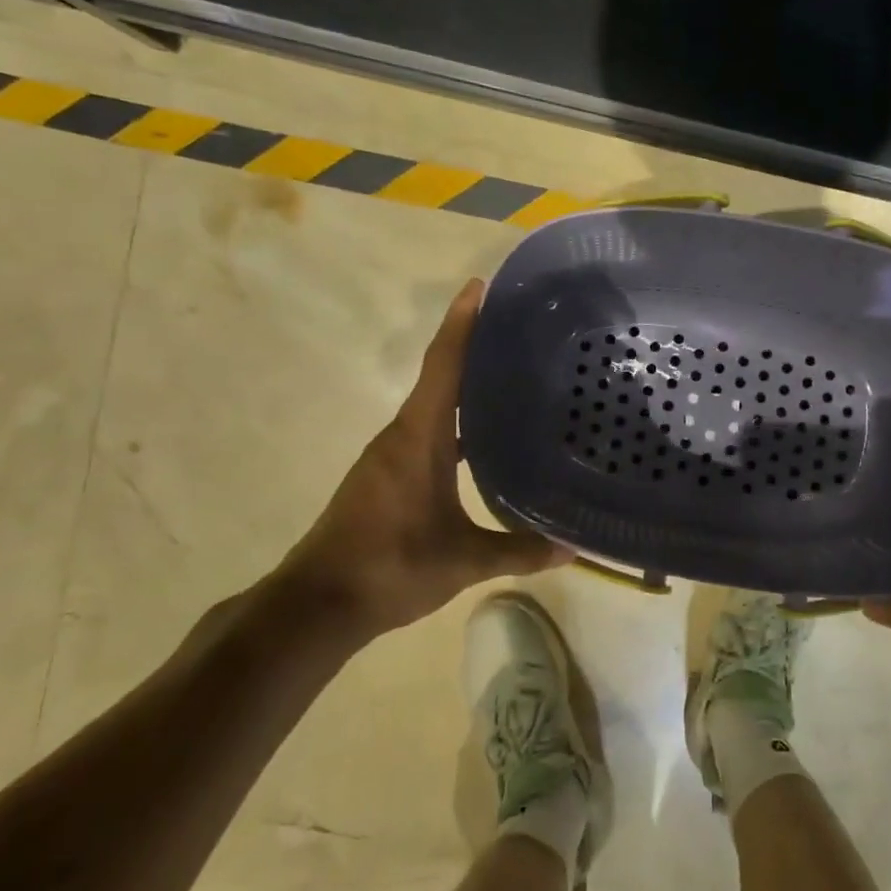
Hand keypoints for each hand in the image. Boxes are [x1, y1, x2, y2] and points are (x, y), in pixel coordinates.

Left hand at [272, 279, 569, 639]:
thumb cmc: (390, 567)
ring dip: (464, 385)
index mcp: (418, 438)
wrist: (317, 604)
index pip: (443, 366)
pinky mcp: (387, 475)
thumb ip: (519, 551)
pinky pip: (427, 430)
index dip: (461, 323)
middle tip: (518, 331)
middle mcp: (401, 435)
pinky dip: (455, 420)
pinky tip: (484, 438)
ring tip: (512, 377)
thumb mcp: (463, 561)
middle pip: (439, 375)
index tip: (480, 286)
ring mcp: (390, 456)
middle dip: (472, 346)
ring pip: (433, 405)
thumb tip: (573, 550)